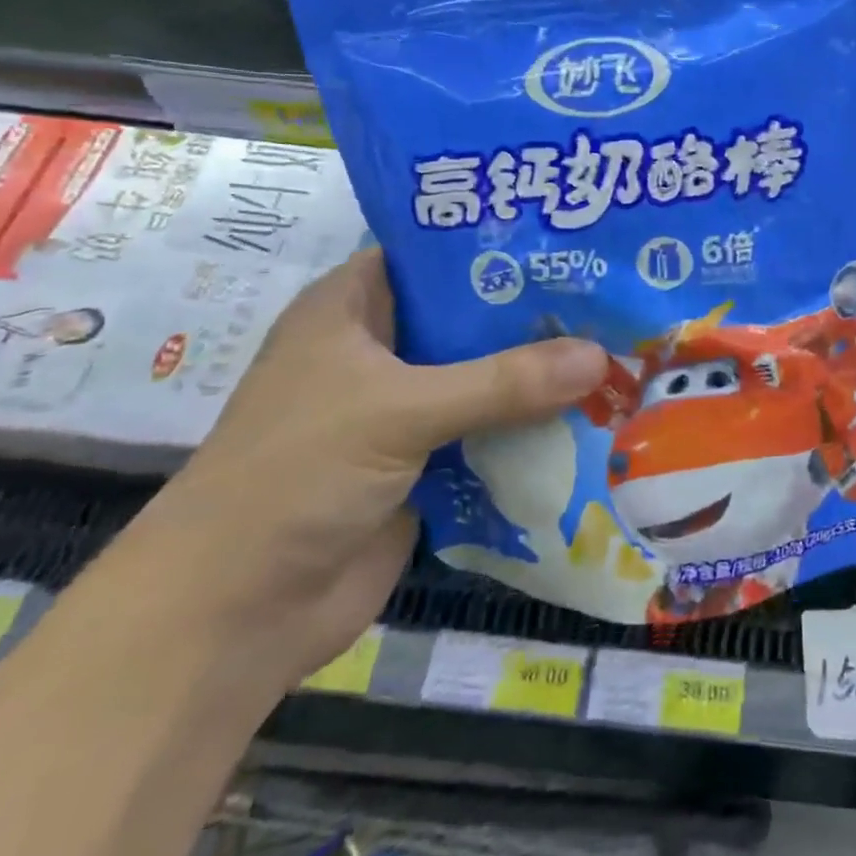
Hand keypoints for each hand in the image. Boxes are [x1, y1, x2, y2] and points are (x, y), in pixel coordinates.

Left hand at [118, 249, 607, 691]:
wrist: (234, 615)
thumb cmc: (296, 475)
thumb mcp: (399, 410)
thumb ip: (503, 382)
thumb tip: (600, 356)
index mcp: (354, 307)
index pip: (437, 254)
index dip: (500, 245)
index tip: (572, 240)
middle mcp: (382, 349)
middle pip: (473, 318)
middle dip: (538, 315)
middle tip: (616, 296)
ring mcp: (405, 408)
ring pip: (488, 377)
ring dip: (543, 375)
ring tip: (620, 348)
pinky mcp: (426, 461)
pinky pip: (492, 431)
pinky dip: (533, 427)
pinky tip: (595, 414)